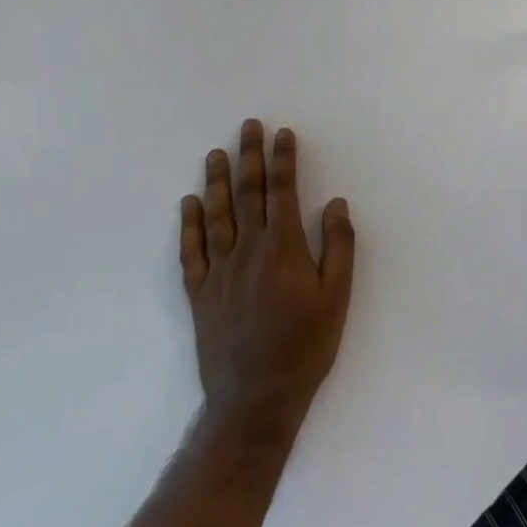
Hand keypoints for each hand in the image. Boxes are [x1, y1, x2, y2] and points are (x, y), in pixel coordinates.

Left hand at [180, 120, 355, 438]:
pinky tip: (189, 204)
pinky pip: (191, 252)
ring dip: (217, 181)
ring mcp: (219, 272)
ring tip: (216, 154)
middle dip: (249, 157)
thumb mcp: (337, 296)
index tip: (283, 134)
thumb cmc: (305, 346)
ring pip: (217, 215)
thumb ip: (338, 245)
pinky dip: (189, 225)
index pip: (282, 191)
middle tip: (247, 127)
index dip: (283, 160)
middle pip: (248, 194)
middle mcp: (247, 251)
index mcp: (283, 248)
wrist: (255, 399)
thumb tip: (334, 203)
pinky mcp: (199, 295)